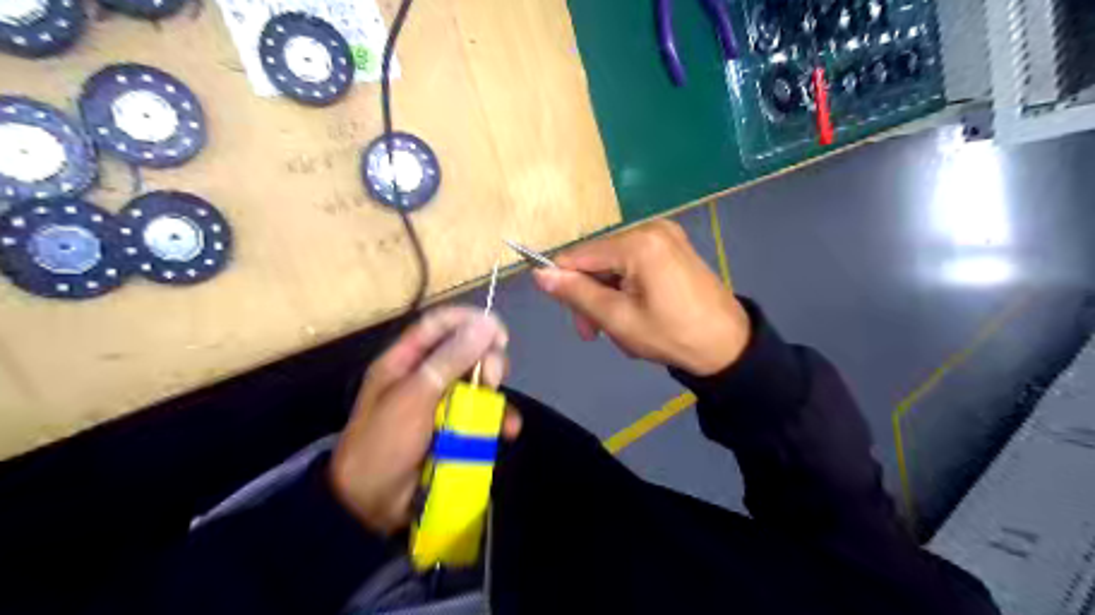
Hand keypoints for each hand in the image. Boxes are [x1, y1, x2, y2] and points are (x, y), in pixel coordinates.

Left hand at [330, 307, 521, 536]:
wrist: (371, 507)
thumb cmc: (384, 444)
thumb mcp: (414, 397)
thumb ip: (450, 360)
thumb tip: (486, 324)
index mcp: (404, 361)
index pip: (439, 324)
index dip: (468, 321)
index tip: (498, 332)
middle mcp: (426, 377)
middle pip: (466, 352)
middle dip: (486, 361)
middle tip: (492, 378)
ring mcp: (443, 404)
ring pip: (479, 384)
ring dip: (495, 395)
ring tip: (497, 412)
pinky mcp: (457, 429)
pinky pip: (484, 415)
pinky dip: (498, 421)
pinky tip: (507, 431)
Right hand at [532, 219, 754, 376]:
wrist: (728, 346)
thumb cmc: (672, 335)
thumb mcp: (617, 319)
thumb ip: (576, 293)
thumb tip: (539, 274)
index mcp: (637, 243)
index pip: (578, 256)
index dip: (566, 285)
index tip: (577, 321)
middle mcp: (651, 229)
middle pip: (597, 260)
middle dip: (592, 297)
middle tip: (596, 334)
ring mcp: (665, 236)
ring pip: (614, 265)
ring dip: (609, 297)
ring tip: (623, 329)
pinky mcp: (673, 247)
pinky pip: (633, 264)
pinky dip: (627, 289)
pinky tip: (638, 312)